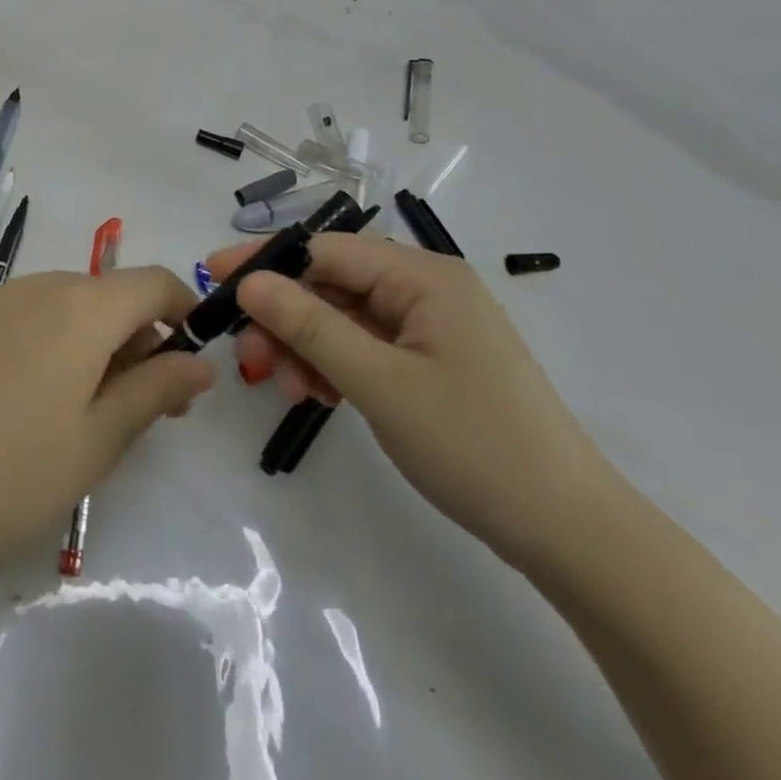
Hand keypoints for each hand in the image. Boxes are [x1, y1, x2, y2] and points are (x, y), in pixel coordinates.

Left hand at [0, 267, 212, 589]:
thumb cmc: (5, 477)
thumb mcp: (97, 444)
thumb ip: (155, 391)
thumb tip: (199, 361)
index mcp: (82, 308)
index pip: (153, 282)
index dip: (182, 310)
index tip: (188, 359)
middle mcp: (36, 286)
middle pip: (105, 293)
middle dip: (134, 336)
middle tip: (136, 404)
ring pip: (59, 304)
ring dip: (86, 340)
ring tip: (74, 407)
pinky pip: (15, 316)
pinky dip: (40, 341)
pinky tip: (14, 400)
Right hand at [205, 234, 622, 568]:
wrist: (568, 531)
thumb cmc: (473, 444)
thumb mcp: (379, 382)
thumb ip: (309, 326)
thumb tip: (248, 282)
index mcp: (423, 275)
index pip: (325, 248)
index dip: (266, 262)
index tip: (212, 280)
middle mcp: (427, 288)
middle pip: (332, 284)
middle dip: (285, 318)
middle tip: (250, 363)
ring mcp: (431, 327)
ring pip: (345, 319)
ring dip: (307, 348)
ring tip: (288, 391)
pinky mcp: (432, 362)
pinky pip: (367, 347)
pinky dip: (336, 367)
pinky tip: (319, 397)